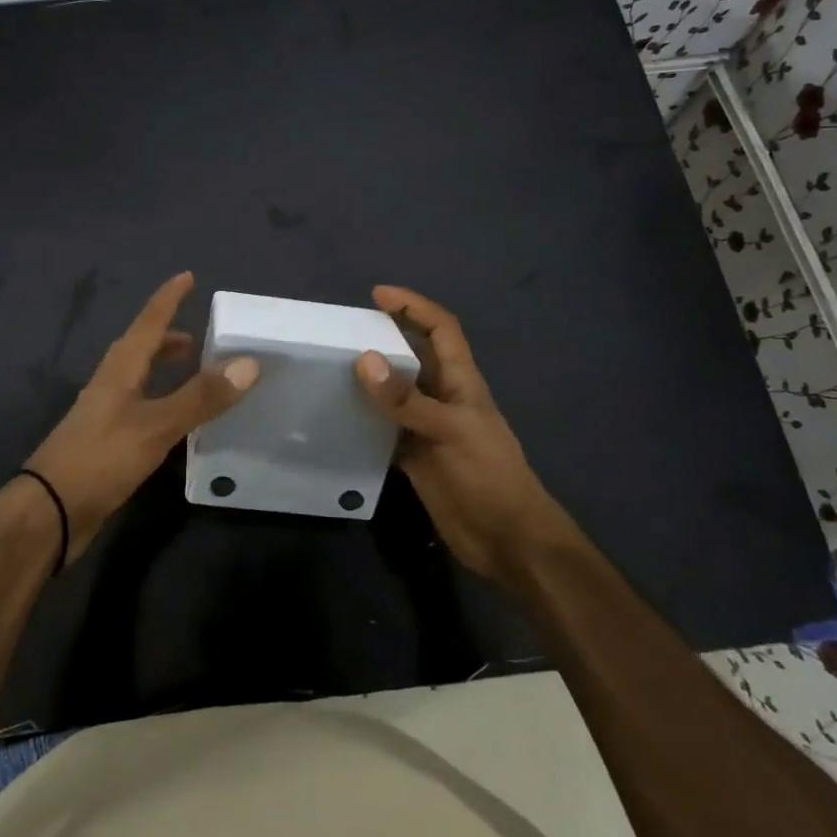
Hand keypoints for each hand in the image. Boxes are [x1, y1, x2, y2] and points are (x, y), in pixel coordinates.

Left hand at [21, 272, 258, 563]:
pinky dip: (162, 402)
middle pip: (141, 349)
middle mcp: (111, 384)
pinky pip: (140, 408)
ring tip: (195, 375)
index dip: (168, 299)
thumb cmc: (100, 458)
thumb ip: (200, 396)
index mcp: (120, 369)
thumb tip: (249, 363)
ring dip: (165, 370)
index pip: (148, 322)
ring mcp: (105, 414)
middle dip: (169, 338)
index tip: (188, 276)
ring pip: (139, 379)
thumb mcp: (156, 425)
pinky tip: (177, 422)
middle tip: (200, 338)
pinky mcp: (106, 443)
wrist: (49, 512)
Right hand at [355, 285, 556, 589]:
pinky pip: (383, 427)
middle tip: (341, 332)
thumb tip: (364, 359)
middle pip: (412, 355)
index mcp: (461, 382)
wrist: (506, 541)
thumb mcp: (450, 431)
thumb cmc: (488, 477)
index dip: (414, 306)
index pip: (440, 329)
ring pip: (394, 392)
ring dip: (368, 378)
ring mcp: (426, 428)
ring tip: (329, 367)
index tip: (377, 295)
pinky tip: (335, 417)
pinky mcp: (414, 456)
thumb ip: (407, 399)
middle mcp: (442, 397)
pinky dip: (363, 419)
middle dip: (384, 337)